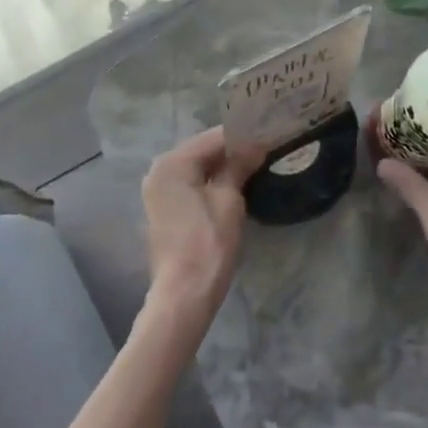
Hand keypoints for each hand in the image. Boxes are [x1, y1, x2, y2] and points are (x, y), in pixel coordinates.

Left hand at [141, 127, 257, 329]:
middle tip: (265, 148)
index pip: (214, 137)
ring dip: (223, 164)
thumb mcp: (229, 199)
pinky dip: (211, 179)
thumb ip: (239, 165)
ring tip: (254, 163)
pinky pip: (190, 182)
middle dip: (233, 148)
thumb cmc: (208, 243)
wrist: (184, 293)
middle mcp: (159, 169)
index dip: (244, 136)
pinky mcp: (164, 207)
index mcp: (173, 162)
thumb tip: (256, 144)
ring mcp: (158, 189)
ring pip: (197, 166)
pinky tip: (234, 182)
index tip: (269, 135)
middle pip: (203, 149)